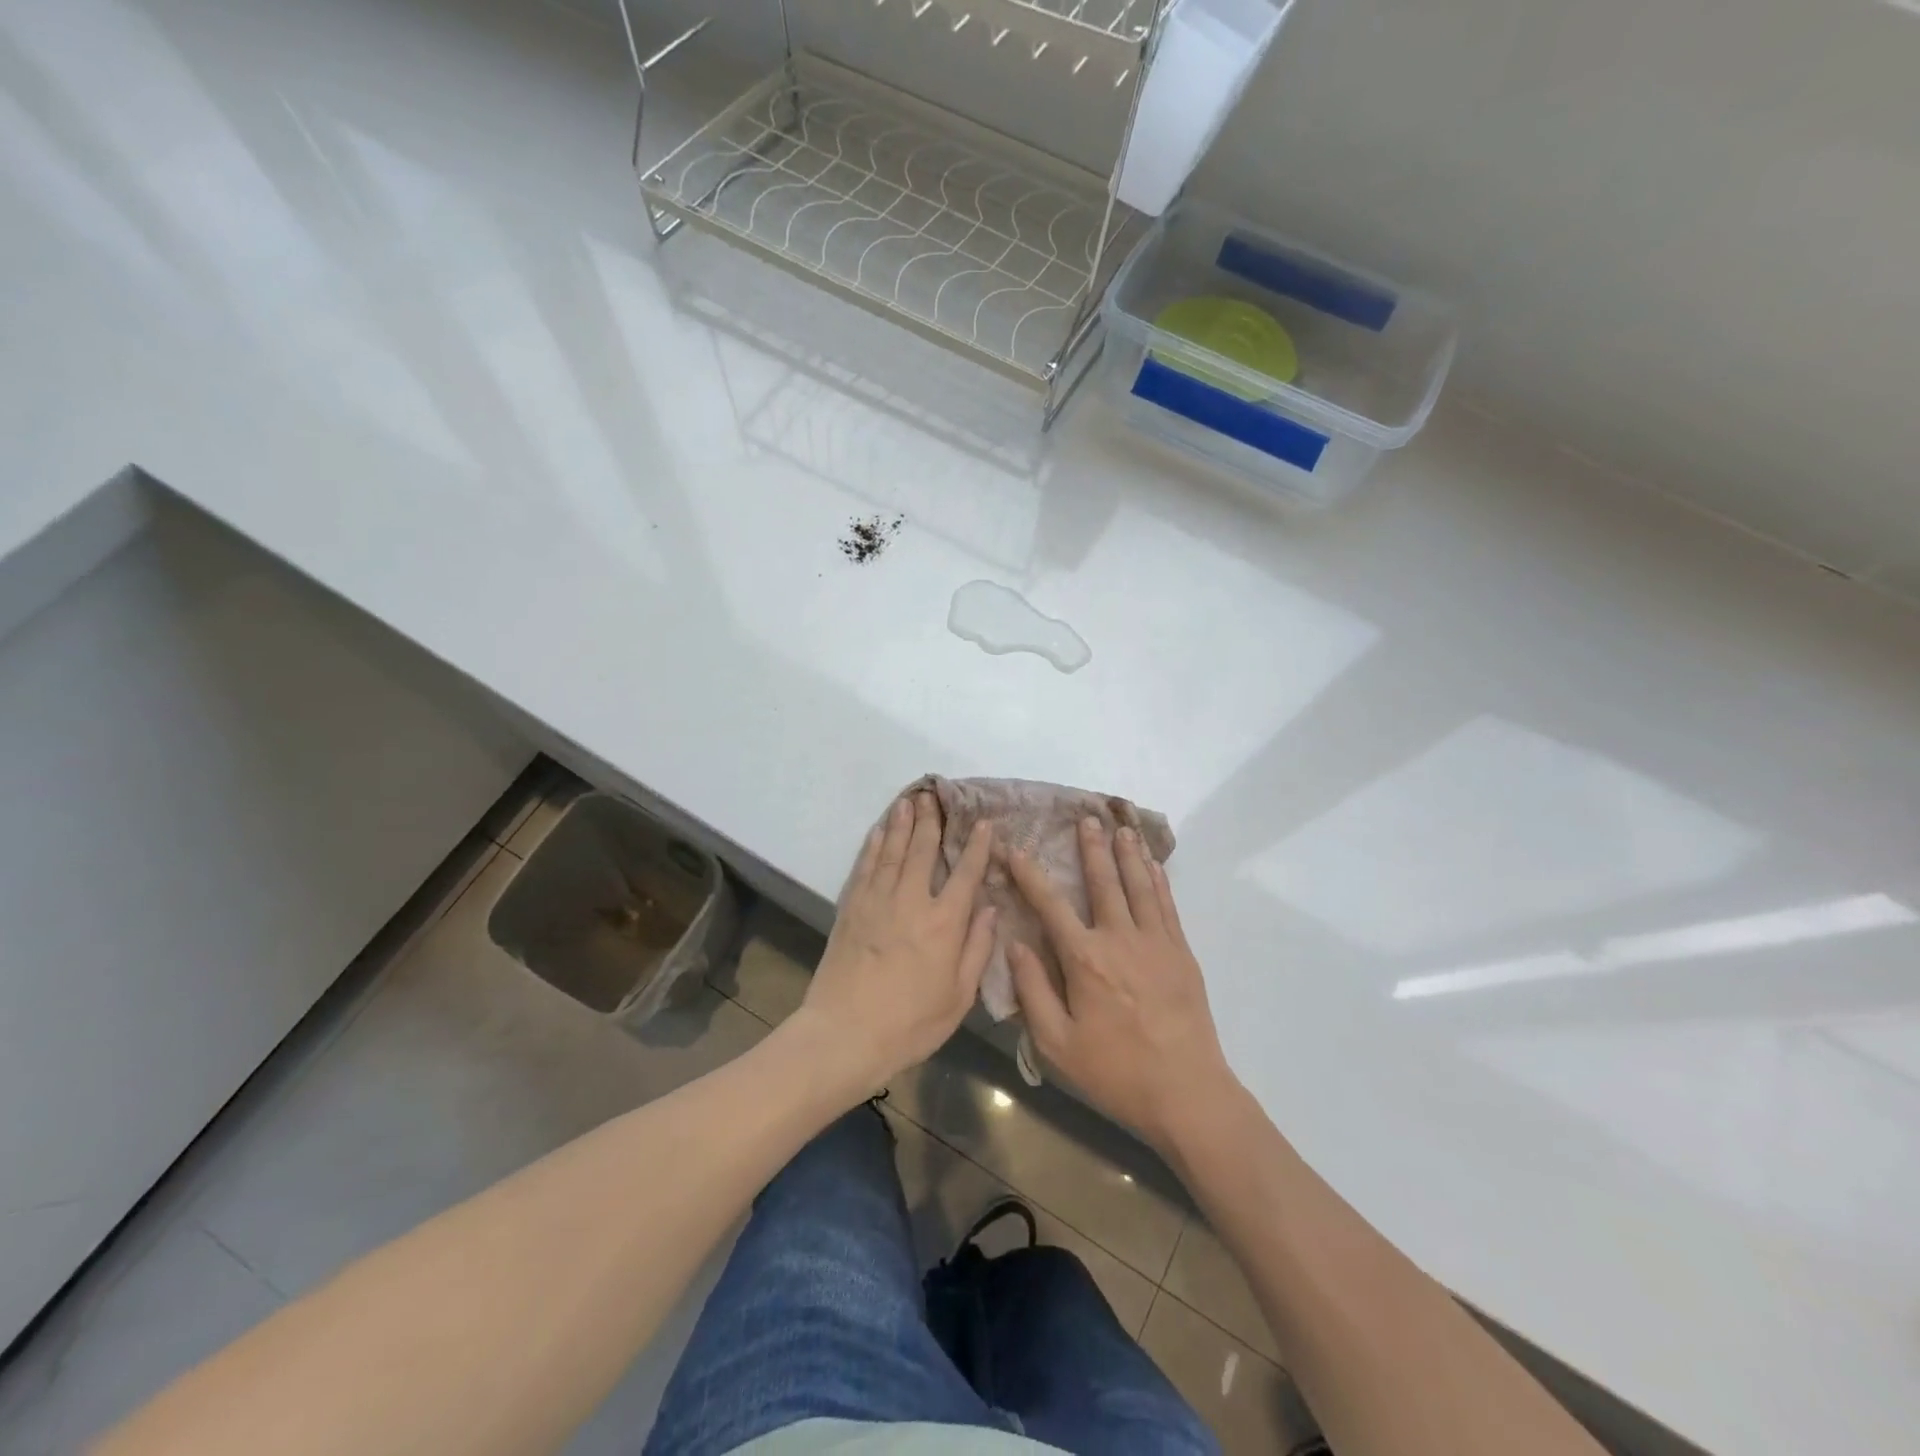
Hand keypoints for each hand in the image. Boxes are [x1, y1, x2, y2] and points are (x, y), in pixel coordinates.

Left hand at [797, 792, 995, 1097]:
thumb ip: (977, 949)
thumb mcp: (958, 996)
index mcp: (944, 922)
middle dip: (932, 821)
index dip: (977, 846)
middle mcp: (911, 901)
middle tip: (934, 795)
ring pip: (893, 851)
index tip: (984, 822)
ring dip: (902, 823)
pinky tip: (880, 831)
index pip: (966, 873)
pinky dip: (875, 844)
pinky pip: (866, 866)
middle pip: (924, 850)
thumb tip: (990, 909)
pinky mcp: (851, 908)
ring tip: (908, 801)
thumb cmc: (910, 1023)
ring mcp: (877, 900)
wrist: (845, 1034)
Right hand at [1007, 818, 1236, 1153]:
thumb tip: (1015, 944)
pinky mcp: (1181, 953)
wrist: (1186, 1092)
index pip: (1050, 905)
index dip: (1030, 875)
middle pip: (1102, 882)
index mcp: (1084, 959)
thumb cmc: (1114, 1071)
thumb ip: (1033, 990)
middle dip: (1091, 848)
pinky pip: (1167, 905)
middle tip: (1086, 817)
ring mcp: (1156, 942)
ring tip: (1121, 827)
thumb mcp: (1057, 1043)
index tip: (1015, 848)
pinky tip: (1152, 865)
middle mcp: (1120, 938)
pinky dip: (1158, 880)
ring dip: (1128, 854)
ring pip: (1139, 885)